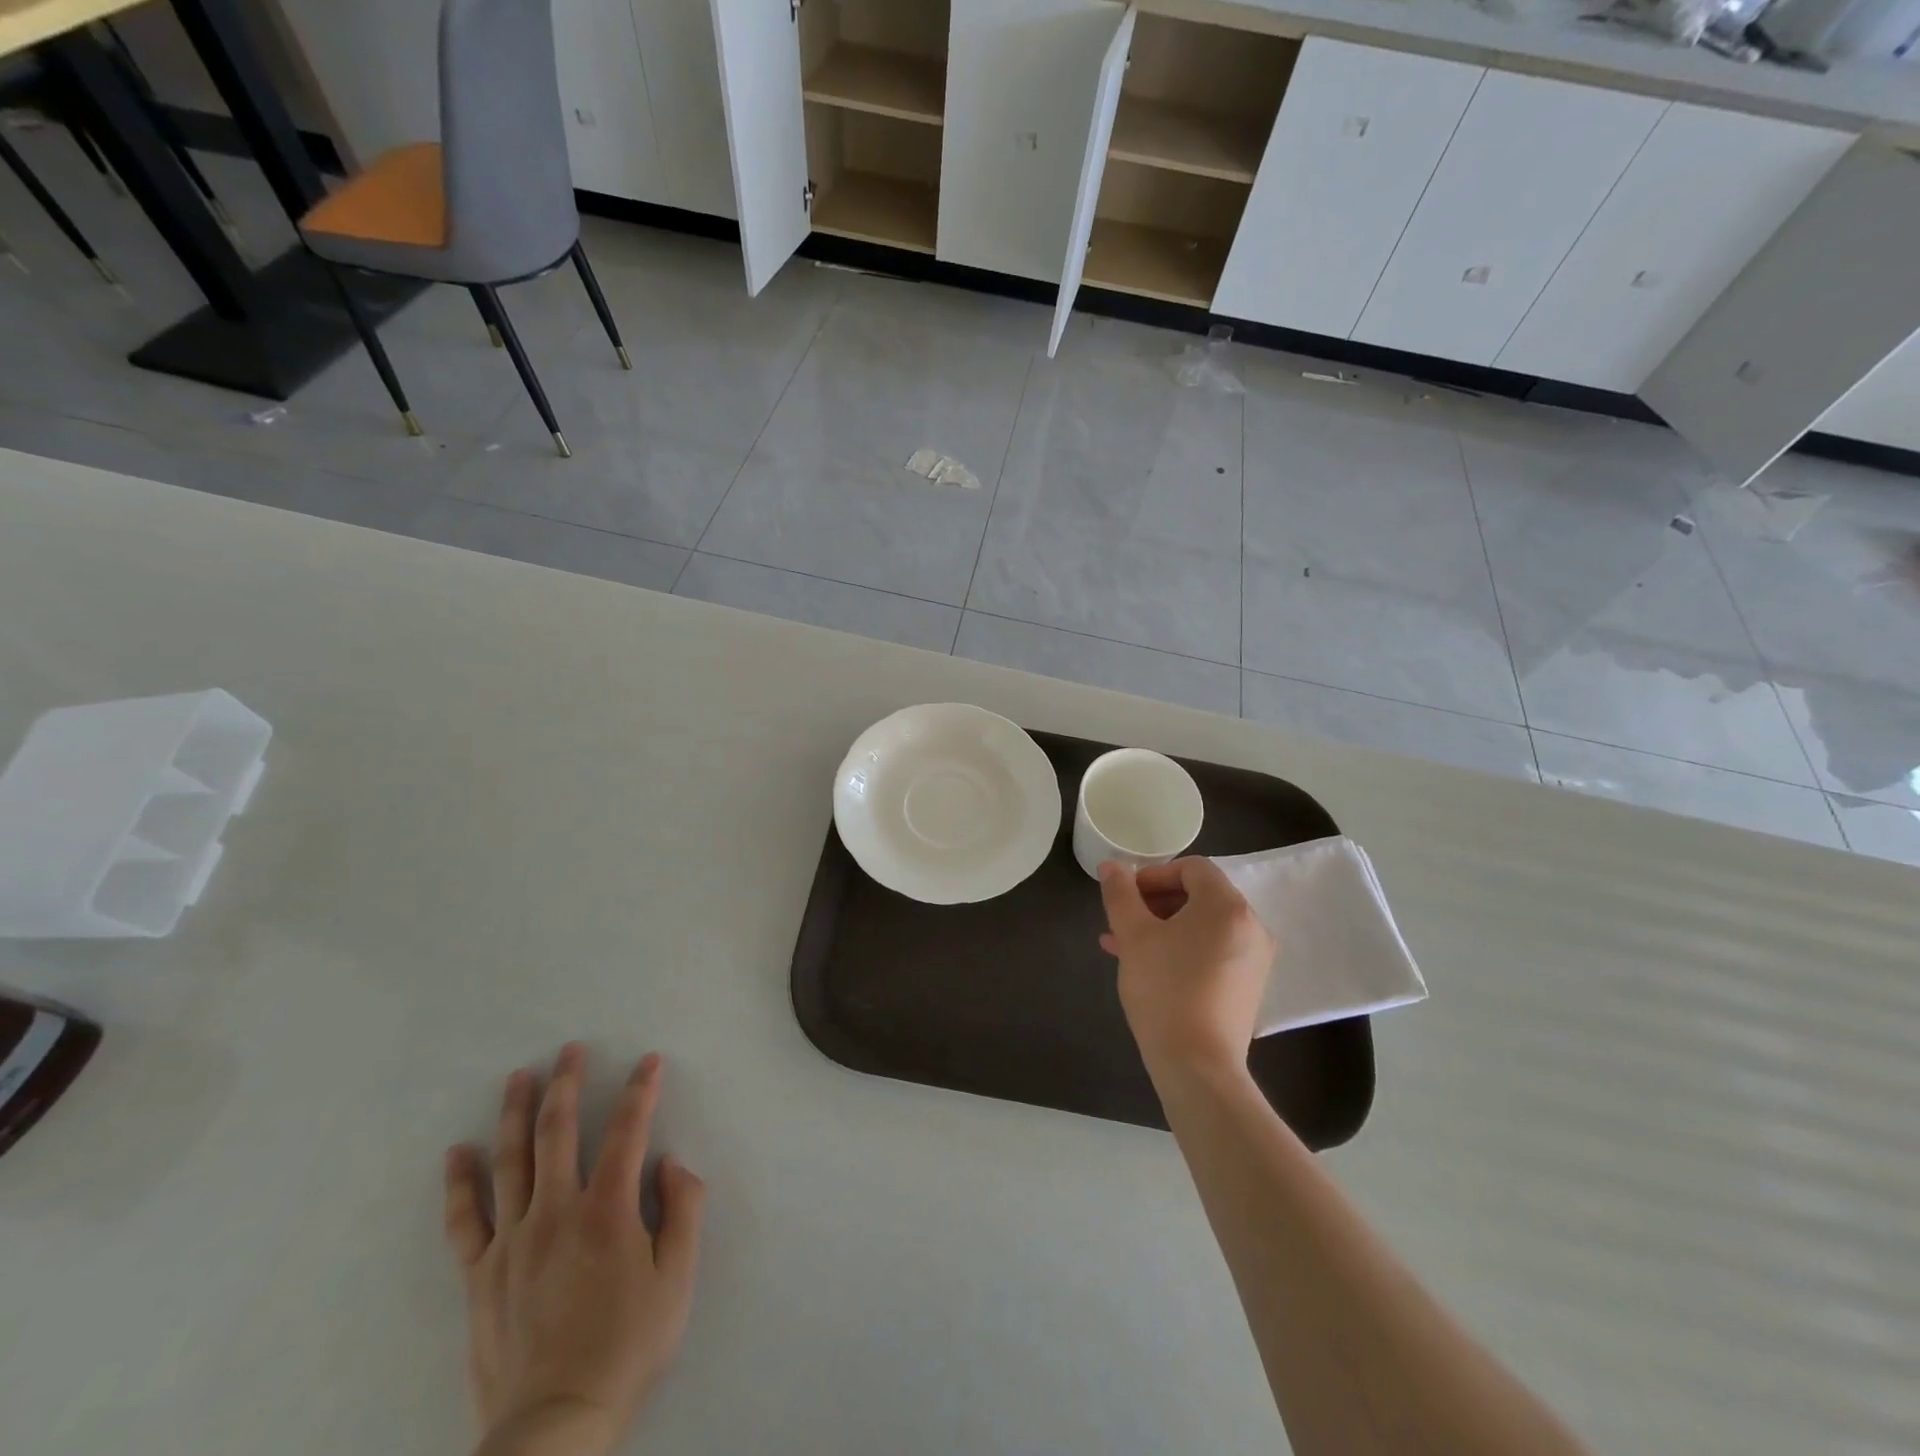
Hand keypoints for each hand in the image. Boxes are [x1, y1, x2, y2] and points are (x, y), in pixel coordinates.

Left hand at [444, 1045, 706, 1455]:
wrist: (556, 1424)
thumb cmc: (627, 1346)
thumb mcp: (677, 1280)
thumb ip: (682, 1212)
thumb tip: (670, 1164)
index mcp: (607, 1211)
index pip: (628, 1131)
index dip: (641, 1090)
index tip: (649, 1060)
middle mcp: (556, 1213)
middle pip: (559, 1132)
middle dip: (567, 1084)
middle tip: (570, 1049)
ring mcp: (512, 1242)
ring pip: (512, 1161)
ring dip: (517, 1113)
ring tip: (519, 1077)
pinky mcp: (480, 1275)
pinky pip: (465, 1220)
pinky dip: (460, 1183)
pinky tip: (458, 1153)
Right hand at [1098, 857, 1275, 1078]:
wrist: (1198, 1066)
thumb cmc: (1164, 990)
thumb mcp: (1134, 936)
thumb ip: (1120, 894)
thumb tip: (1111, 866)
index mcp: (1226, 905)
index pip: (1192, 868)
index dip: (1154, 874)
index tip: (1127, 896)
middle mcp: (1251, 925)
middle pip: (1200, 895)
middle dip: (1156, 903)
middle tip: (1123, 922)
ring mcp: (1255, 958)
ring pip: (1204, 926)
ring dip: (1165, 927)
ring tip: (1125, 946)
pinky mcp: (1250, 985)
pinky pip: (1214, 950)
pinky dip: (1185, 948)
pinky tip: (1150, 967)